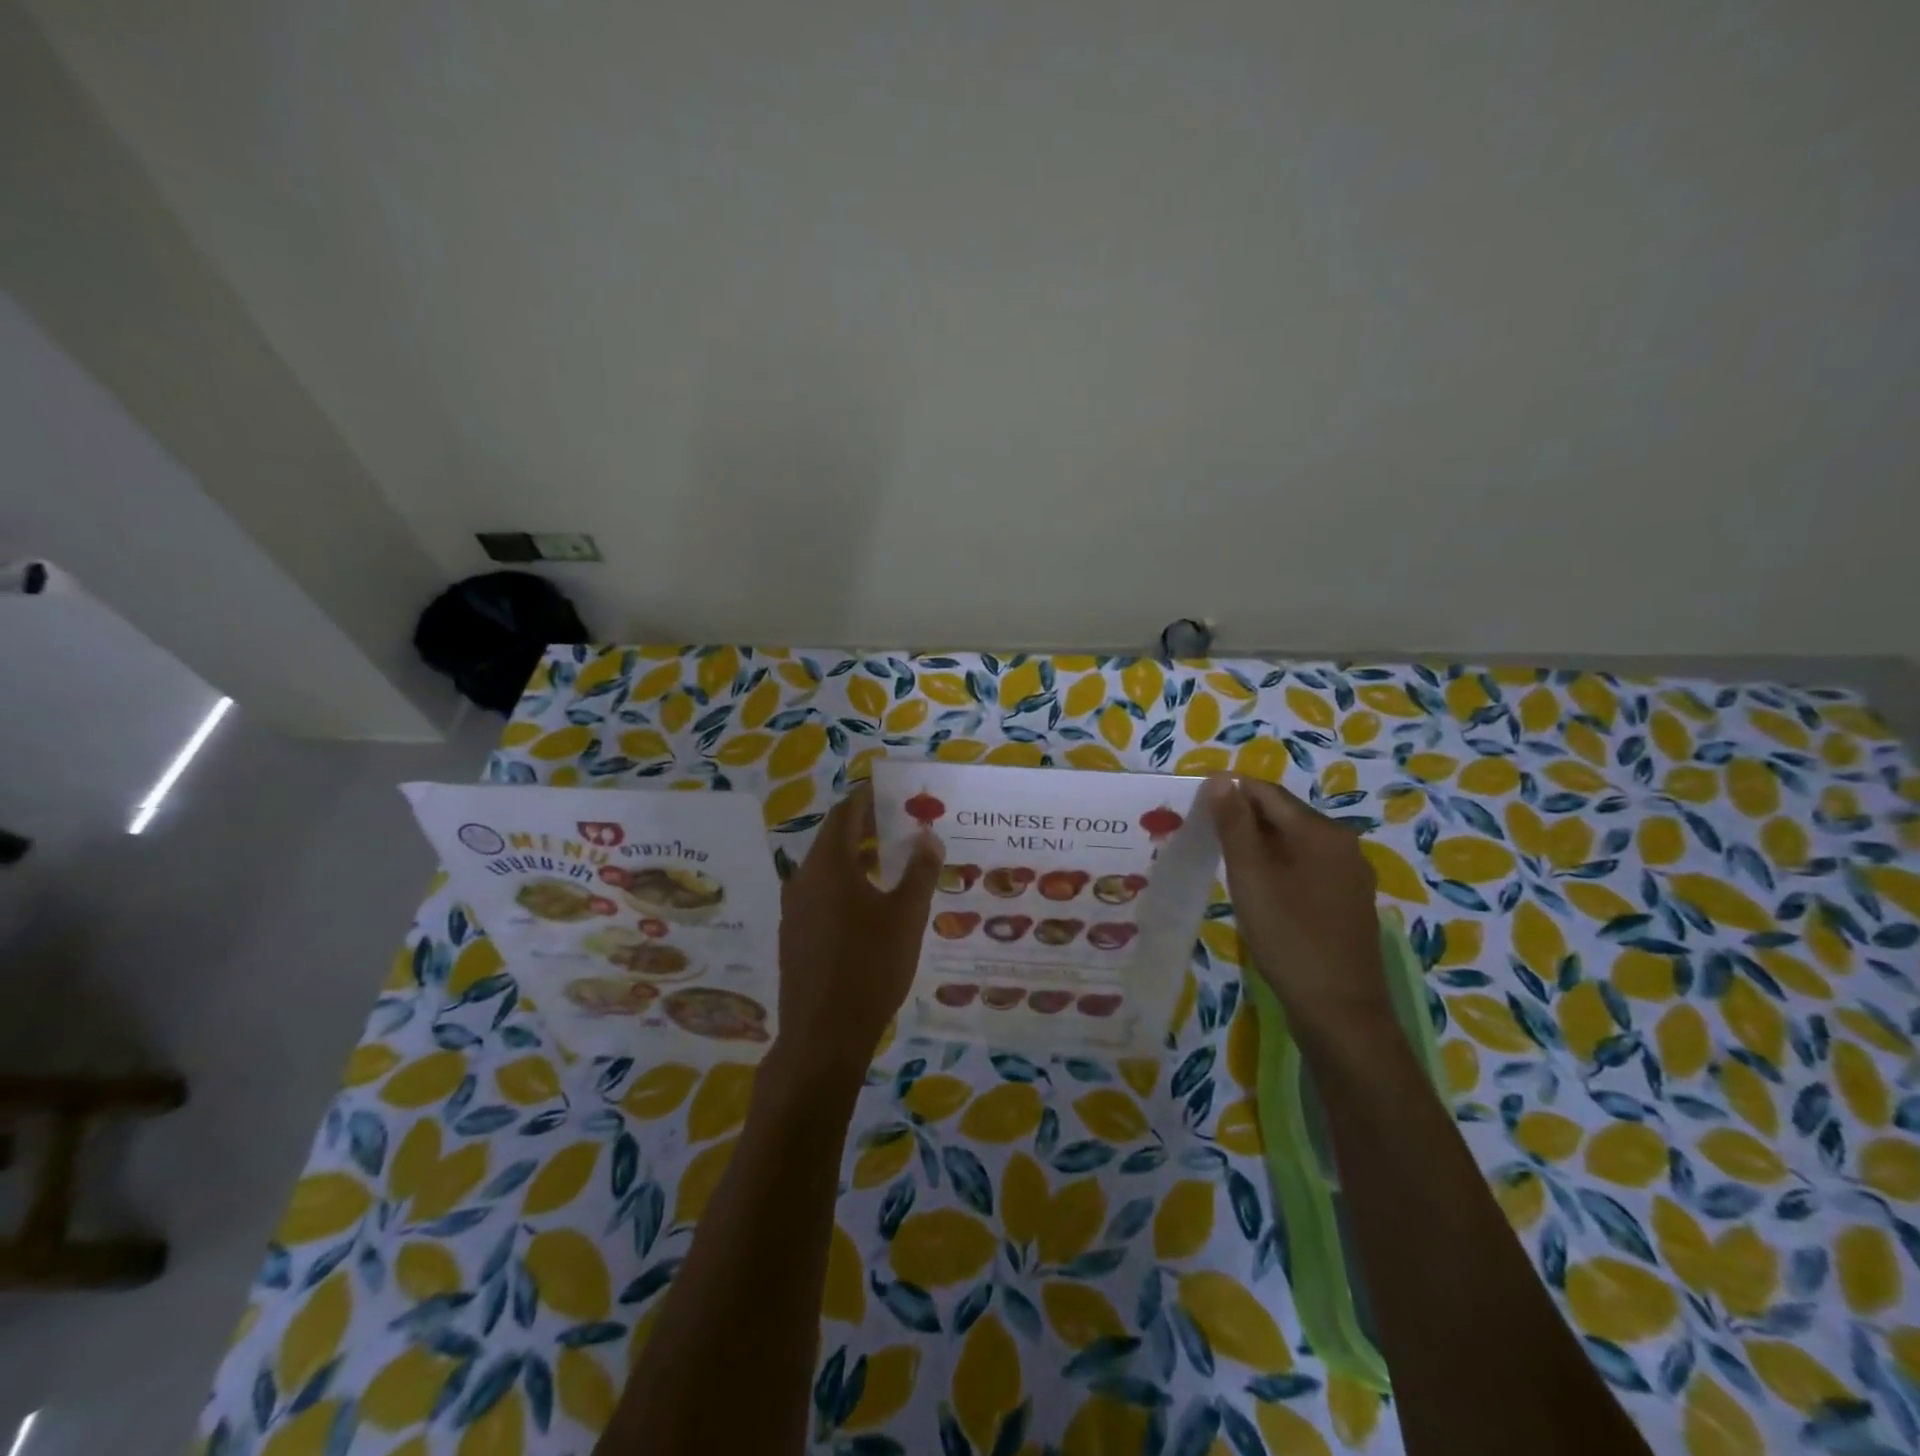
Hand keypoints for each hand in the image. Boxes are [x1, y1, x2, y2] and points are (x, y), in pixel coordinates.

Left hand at [774, 784, 943, 1076]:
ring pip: (826, 868)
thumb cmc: (870, 966)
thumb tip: (928, 837)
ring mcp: (795, 909)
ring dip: (856, 857)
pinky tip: (869, 904)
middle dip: (866, 827)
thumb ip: (919, 871)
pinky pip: (820, 893)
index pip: (846, 813)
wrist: (824, 1035)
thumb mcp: (906, 916)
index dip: (868, 798)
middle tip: (900, 824)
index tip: (893, 791)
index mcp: (828, 865)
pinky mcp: (795, 935)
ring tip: (891, 861)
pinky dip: (845, 883)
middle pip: (833, 838)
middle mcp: (803, 879)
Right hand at [1203, 774, 1392, 1038]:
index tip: (1195, 806)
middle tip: (1204, 835)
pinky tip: (1258, 889)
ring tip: (1224, 861)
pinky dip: (1278, 867)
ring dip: (1258, 845)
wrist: (1340, 1011)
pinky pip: (1307, 867)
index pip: (1267, 792)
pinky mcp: (1348, 901)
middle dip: (1243, 819)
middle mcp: (1343, 844)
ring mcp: (1350, 874)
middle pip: (1283, 815)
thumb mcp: (1251, 876)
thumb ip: (1235, 824)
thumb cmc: (1289, 936)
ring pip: (1294, 843)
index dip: (1229, 793)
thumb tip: (1221, 779)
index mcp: (1321, 831)